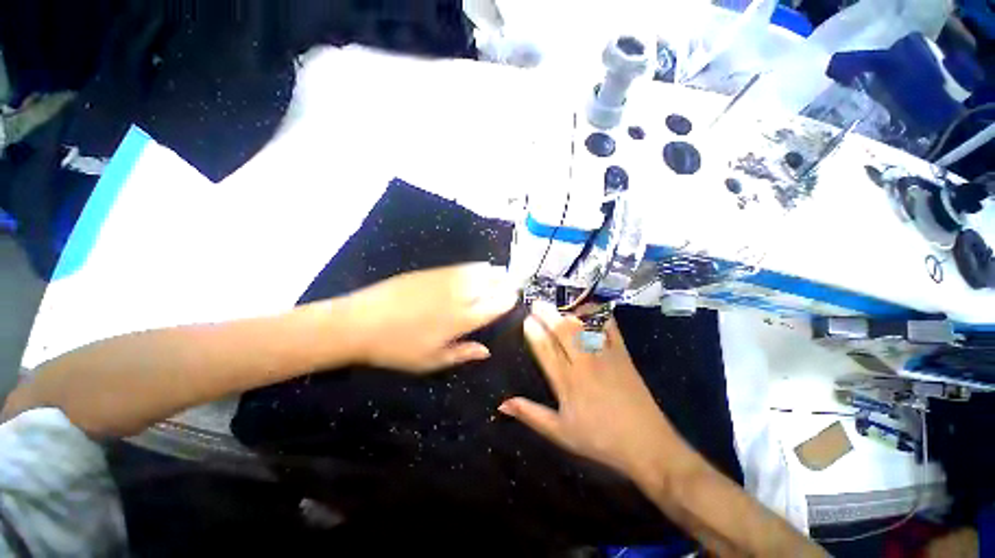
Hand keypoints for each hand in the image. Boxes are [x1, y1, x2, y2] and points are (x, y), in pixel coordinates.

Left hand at [343, 263, 517, 372]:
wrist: (360, 322)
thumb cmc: (397, 348)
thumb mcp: (431, 361)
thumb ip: (463, 353)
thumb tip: (486, 351)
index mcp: (462, 320)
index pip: (496, 305)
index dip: (508, 300)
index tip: (514, 298)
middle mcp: (459, 296)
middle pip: (492, 284)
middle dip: (505, 283)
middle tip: (512, 283)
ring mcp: (446, 280)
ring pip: (480, 271)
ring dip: (494, 272)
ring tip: (501, 273)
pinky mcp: (433, 271)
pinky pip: (462, 266)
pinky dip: (476, 267)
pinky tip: (479, 267)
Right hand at [498, 302, 686, 486]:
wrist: (647, 445)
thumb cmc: (600, 440)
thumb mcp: (561, 433)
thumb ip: (531, 415)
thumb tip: (502, 404)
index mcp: (567, 382)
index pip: (545, 349)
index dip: (533, 331)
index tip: (525, 319)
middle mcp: (584, 363)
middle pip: (562, 331)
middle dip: (547, 314)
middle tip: (537, 303)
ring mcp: (605, 356)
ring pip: (583, 326)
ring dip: (567, 312)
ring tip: (558, 305)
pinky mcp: (623, 354)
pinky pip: (610, 327)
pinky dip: (599, 315)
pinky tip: (590, 308)